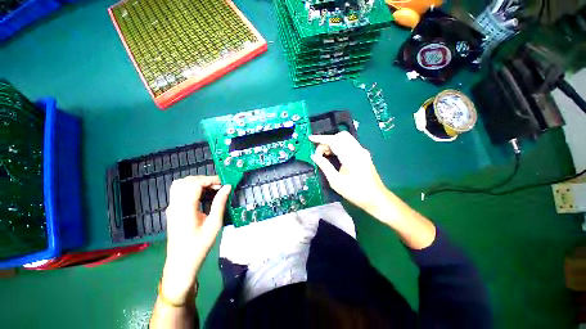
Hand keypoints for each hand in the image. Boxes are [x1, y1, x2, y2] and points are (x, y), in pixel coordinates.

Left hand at [161, 176, 230, 304]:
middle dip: (204, 179)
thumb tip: (227, 187)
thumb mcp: (214, 224)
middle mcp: (175, 205)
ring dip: (197, 182)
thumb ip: (220, 203)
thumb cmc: (199, 246)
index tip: (223, 183)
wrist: (181, 263)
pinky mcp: (172, 210)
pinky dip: (192, 188)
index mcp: (185, 209)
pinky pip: (180, 191)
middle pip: (186, 181)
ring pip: (181, 184)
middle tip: (218, 186)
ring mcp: (172, 207)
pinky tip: (203, 195)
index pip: (194, 184)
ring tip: (211, 189)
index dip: (209, 180)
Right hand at [309, 131, 388, 216]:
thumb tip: (314, 156)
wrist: (376, 198)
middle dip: (327, 140)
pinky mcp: (363, 154)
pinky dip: (339, 146)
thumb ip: (324, 166)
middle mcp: (358, 150)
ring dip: (333, 143)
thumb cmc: (355, 192)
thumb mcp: (335, 181)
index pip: (334, 140)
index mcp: (351, 156)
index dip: (321, 138)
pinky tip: (333, 155)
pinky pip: (349, 144)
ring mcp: (362, 151)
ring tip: (324, 155)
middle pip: (341, 136)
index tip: (310, 138)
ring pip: (345, 139)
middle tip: (319, 152)